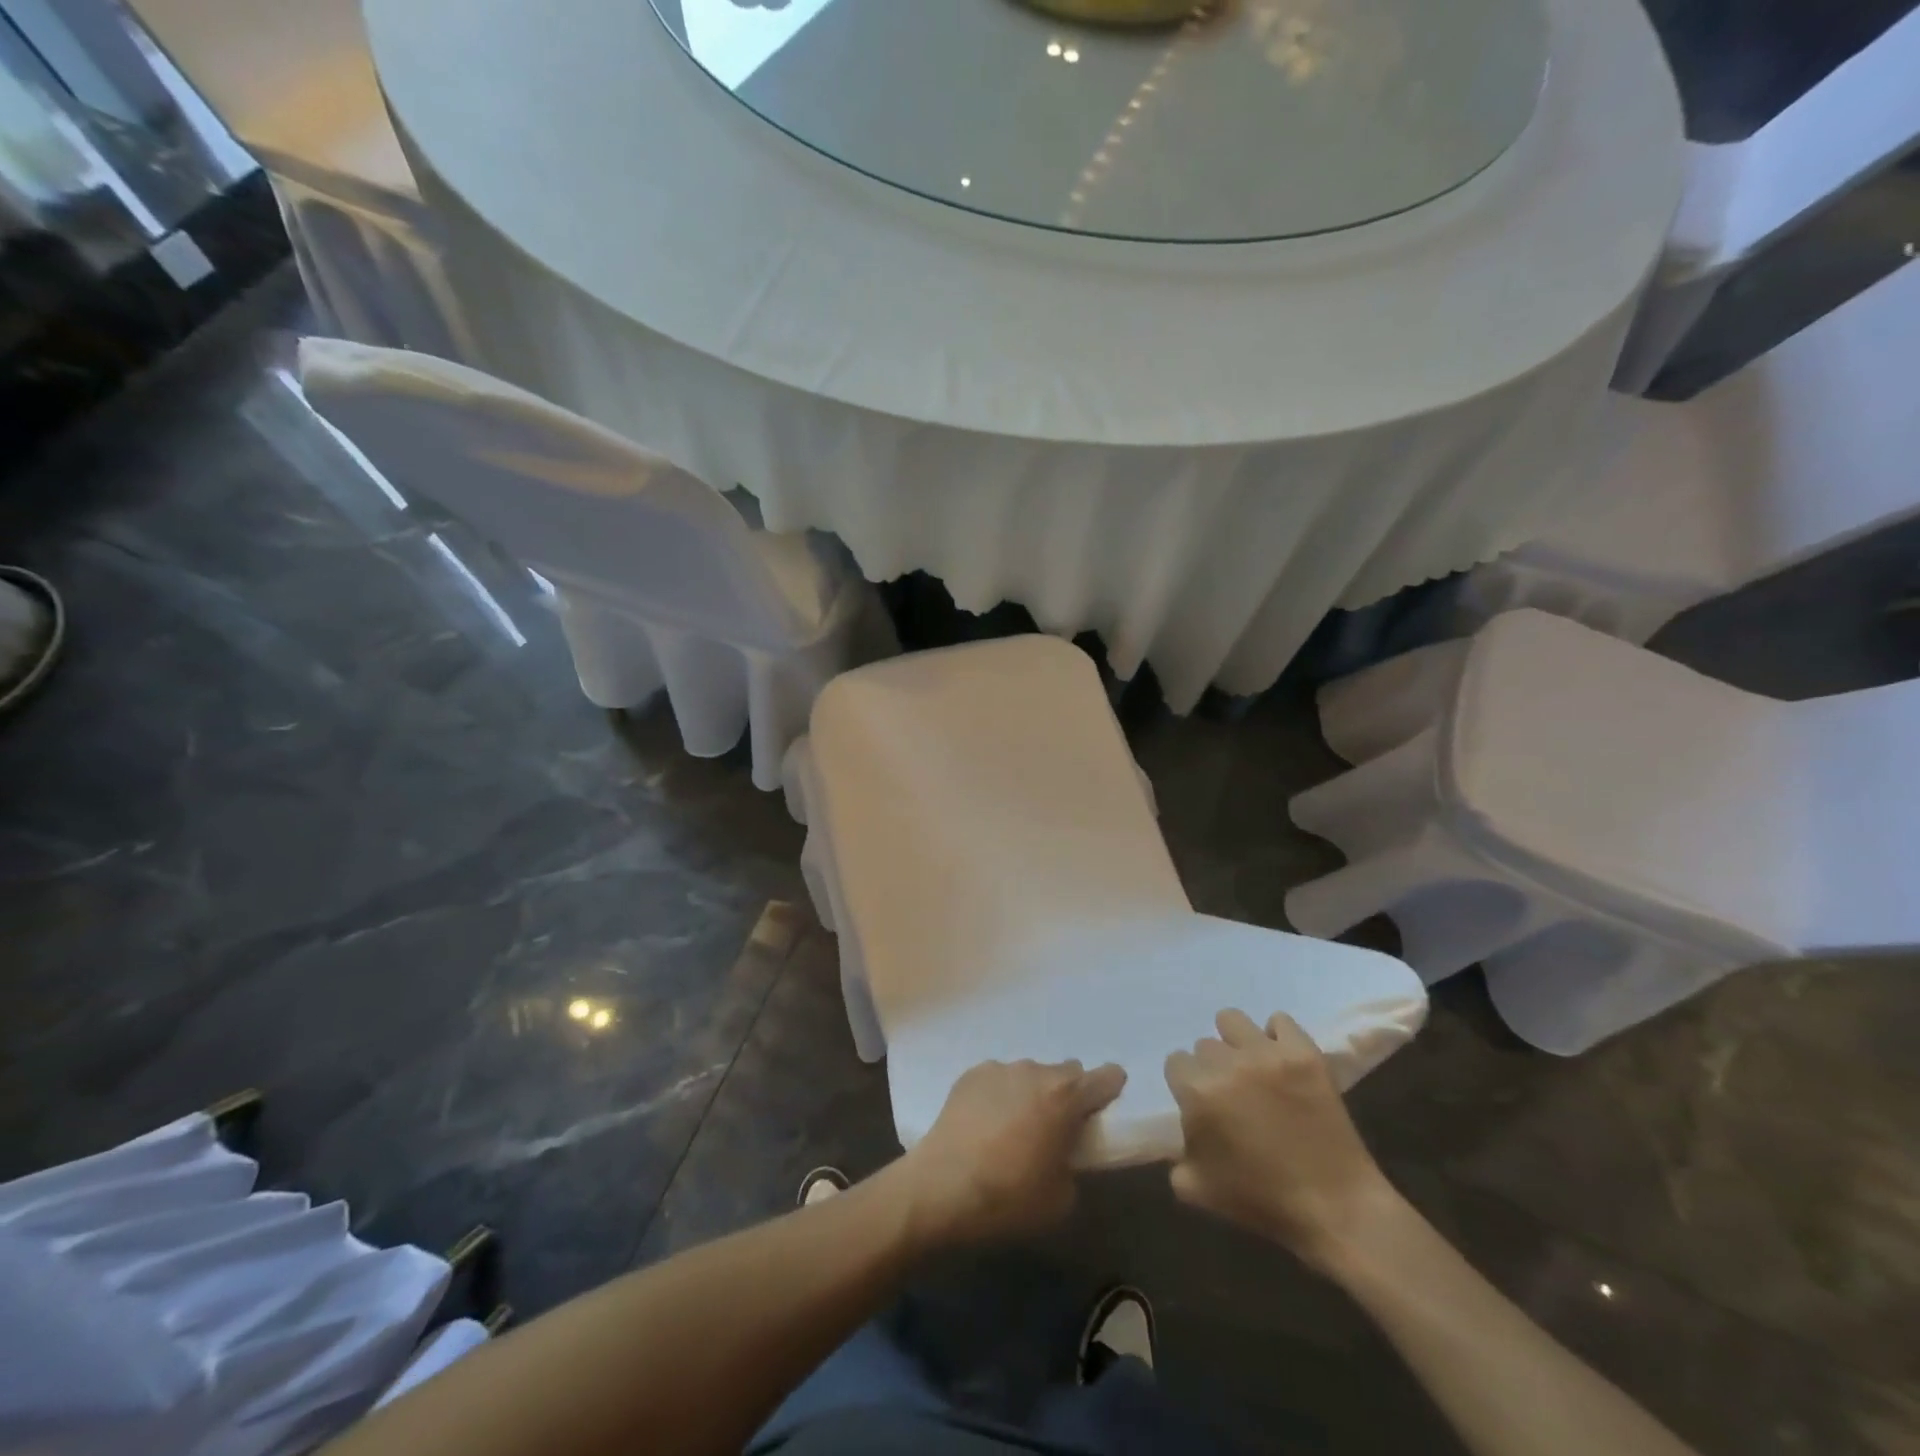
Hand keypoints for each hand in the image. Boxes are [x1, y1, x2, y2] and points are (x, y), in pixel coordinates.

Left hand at [891, 1059, 1125, 1248]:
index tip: (1102, 1111)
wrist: (941, 1187)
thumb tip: (1063, 1153)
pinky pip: (998, 1079)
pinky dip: (1000, 1096)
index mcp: (1065, 1097)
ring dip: (1031, 1095)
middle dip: (1067, 1096)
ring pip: (1030, 1075)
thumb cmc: (1009, 1197)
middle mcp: (1035, 1071)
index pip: (1107, 1077)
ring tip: (1013, 1130)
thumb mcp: (1061, 1198)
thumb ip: (1074, 1164)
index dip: (1109, 1091)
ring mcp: (1000, 1068)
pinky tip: (985, 1125)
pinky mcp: (971, 1074)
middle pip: (1066, 1072)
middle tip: (1055, 1129)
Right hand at [1166, 1011, 1401, 1272]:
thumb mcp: (1198, 1190)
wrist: (1336, 1209)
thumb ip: (1175, 1155)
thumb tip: (1181, 1132)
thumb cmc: (1263, 1202)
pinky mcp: (1304, 1053)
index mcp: (1198, 1092)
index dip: (1188, 1085)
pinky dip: (1276, 1036)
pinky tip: (1281, 1062)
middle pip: (1205, 1045)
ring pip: (1232, 1021)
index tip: (1204, 1105)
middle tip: (1233, 1094)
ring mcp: (1268, 1054)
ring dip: (1236, 1042)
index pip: (1176, 1063)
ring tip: (1252, 1068)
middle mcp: (1227, 1063)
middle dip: (1213, 1067)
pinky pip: (1279, 1020)